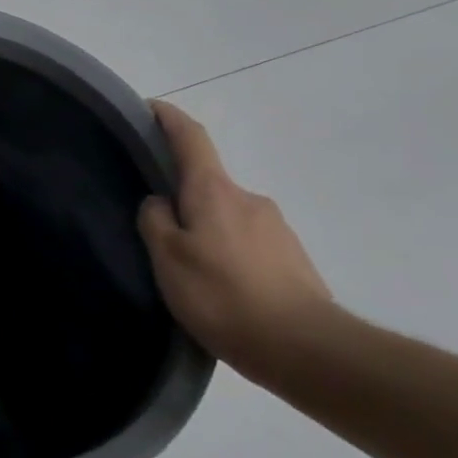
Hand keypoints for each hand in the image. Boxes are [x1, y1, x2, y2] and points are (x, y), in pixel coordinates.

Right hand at [137, 100, 333, 378]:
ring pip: (229, 217)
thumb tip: (160, 203)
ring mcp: (277, 228)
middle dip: (184, 197)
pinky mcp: (294, 259)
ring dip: (208, 231)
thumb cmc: (224, 296)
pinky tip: (222, 290)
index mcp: (214, 191)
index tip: (150, 107)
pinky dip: (230, 255)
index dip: (169, 118)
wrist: (307, 349)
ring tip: (191, 270)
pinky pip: (249, 245)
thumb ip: (155, 222)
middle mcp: (248, 199)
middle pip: (208, 184)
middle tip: (159, 230)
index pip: (191, 138)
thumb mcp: (168, 259)